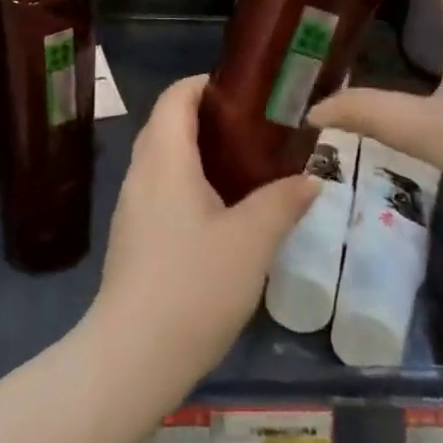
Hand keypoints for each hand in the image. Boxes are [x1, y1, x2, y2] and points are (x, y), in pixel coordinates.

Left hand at [87, 74, 318, 397]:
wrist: (133, 357)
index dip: (206, 84)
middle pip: (168, 123)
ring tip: (244, 168)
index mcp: (165, 157)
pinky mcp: (131, 237)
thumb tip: (311, 178)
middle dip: (208, 118)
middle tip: (255, 130)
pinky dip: (187, 182)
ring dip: (198, 152)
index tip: (247, 93)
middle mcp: (141, 172)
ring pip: (163, 158)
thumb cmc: (194, 284)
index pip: (176, 96)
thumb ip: (283, 202)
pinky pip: (159, 189)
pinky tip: (219, 212)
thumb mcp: (252, 241)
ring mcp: (131, 206)